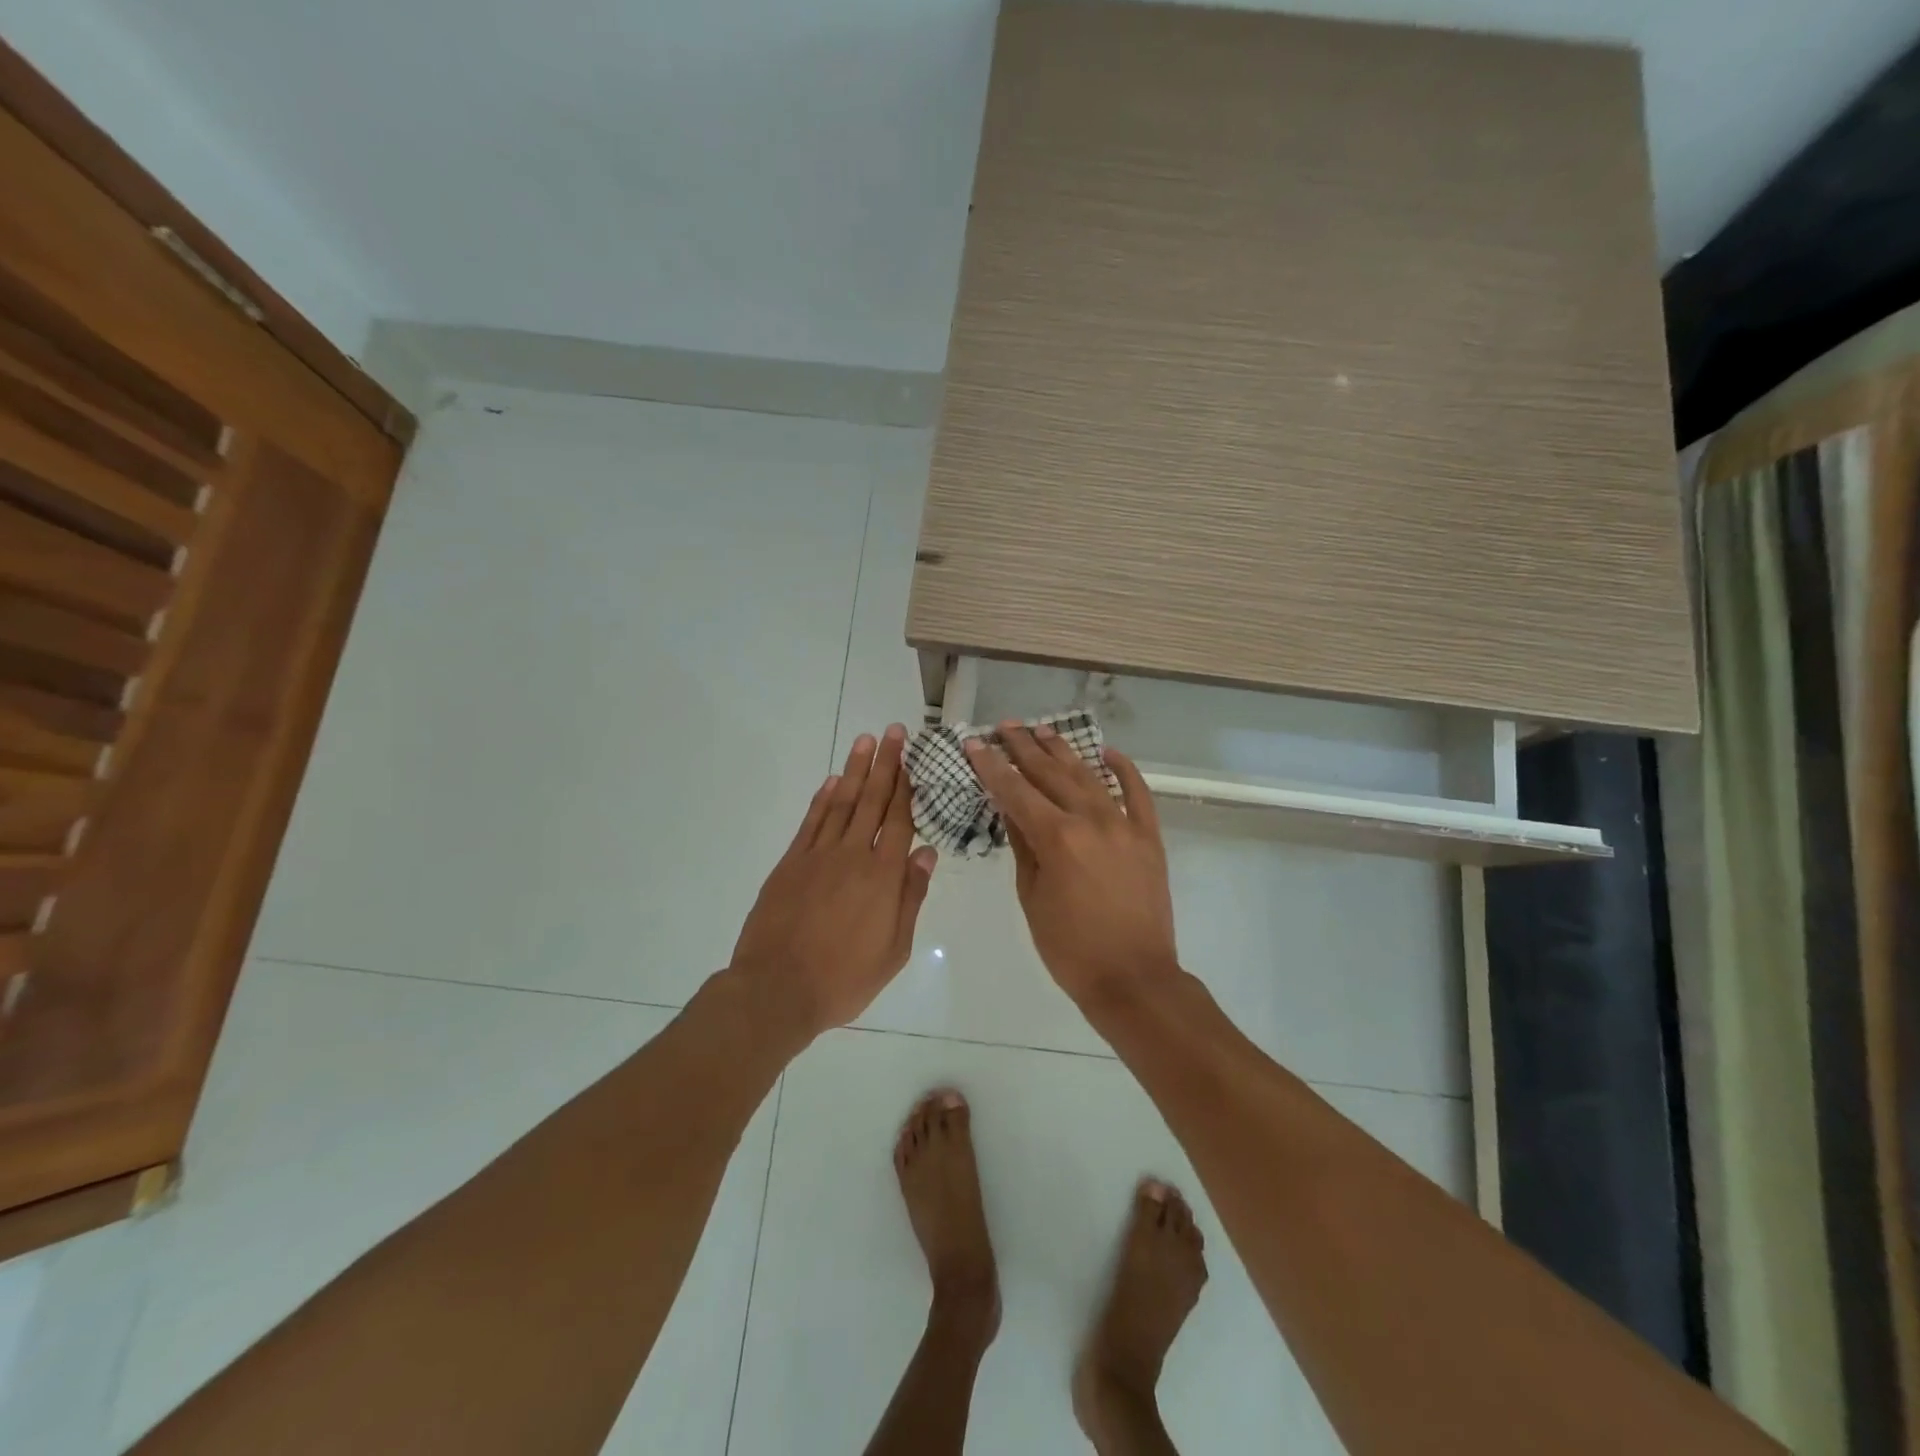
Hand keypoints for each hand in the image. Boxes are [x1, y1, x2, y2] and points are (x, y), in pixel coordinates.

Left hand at [730, 725, 937, 1037]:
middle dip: (885, 763)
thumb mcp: (894, 949)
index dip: (905, 785)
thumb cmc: (844, 978)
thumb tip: (927, 853)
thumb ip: (911, 897)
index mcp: (883, 876)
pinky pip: (811, 823)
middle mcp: (852, 855)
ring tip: (865, 741)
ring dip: (854, 770)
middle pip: (872, 800)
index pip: (899, 819)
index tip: (910, 756)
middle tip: (893, 731)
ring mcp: (818, 856)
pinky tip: (831, 781)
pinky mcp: (790, 864)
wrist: (777, 990)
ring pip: (841, 803)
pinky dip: (822, 799)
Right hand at [964, 724, 1177, 1006]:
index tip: (974, 743)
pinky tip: (1107, 752)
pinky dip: (1123, 770)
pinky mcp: (1149, 837)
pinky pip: (1138, 793)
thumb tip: (1011, 809)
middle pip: (1051, 773)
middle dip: (1024, 747)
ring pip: (1089, 776)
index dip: (992, 766)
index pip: (1016, 791)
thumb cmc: (1070, 948)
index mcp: (1057, 837)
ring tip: (1041, 729)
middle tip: (1005, 726)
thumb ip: (1023, 846)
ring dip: (1063, 750)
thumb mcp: (1032, 897)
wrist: (1133, 978)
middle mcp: (1091, 820)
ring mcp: (1125, 825)